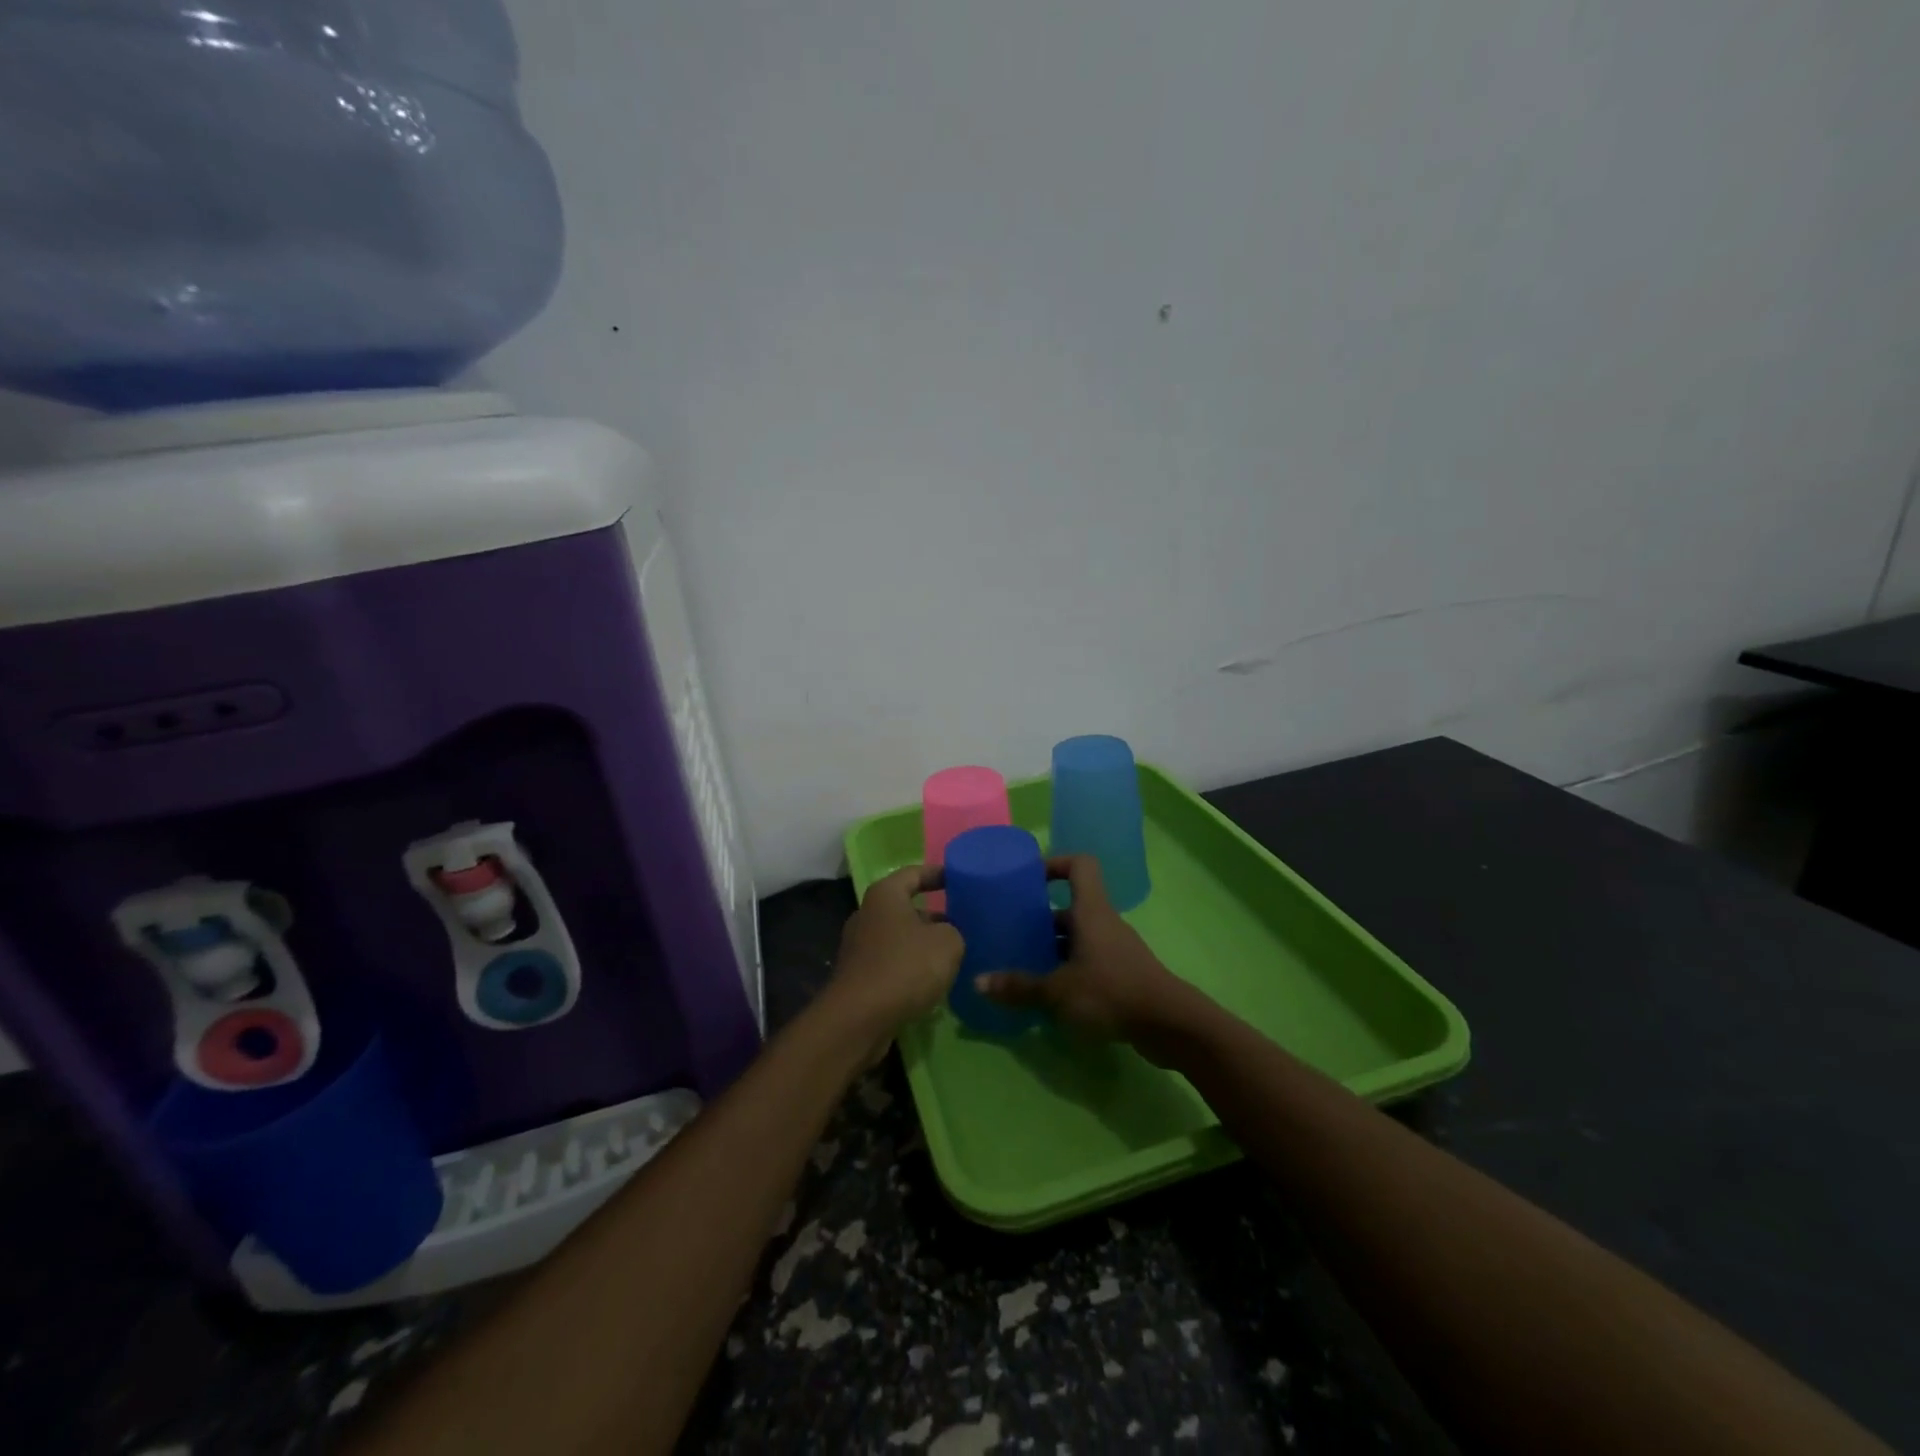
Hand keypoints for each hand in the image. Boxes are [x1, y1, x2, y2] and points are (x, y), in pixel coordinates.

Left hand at [826, 865, 964, 1043]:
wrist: (859, 1019)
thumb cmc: (905, 967)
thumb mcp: (948, 942)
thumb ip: (954, 930)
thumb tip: (947, 934)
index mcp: (885, 894)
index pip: (915, 873)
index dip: (939, 874)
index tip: (961, 879)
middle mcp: (868, 914)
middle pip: (905, 906)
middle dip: (934, 914)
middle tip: (963, 922)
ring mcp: (859, 946)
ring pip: (899, 937)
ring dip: (923, 944)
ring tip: (953, 954)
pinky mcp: (858, 976)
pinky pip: (891, 962)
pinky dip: (910, 967)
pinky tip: (932, 981)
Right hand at [975, 855, 1200, 1064]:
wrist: (1169, 1025)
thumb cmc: (1111, 992)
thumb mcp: (1058, 991)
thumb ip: (1019, 986)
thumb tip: (978, 981)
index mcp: (1091, 911)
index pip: (1079, 865)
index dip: (1055, 863)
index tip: (1029, 878)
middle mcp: (1103, 922)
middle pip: (1071, 905)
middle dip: (1041, 916)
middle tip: (1012, 929)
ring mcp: (1115, 948)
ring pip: (1078, 935)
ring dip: (1053, 945)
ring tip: (1023, 961)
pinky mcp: (1122, 973)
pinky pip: (1089, 959)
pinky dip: (1068, 967)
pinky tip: (1049, 991)